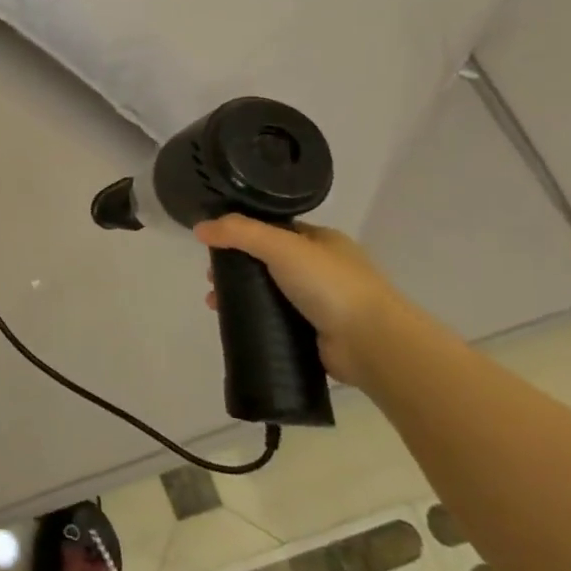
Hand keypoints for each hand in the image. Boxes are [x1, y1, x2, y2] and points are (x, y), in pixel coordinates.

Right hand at [195, 216, 426, 388]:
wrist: (371, 343)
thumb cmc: (330, 284)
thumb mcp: (281, 245)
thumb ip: (239, 232)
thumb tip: (199, 228)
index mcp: (322, 241)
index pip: (275, 229)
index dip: (242, 233)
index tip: (214, 244)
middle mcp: (323, 269)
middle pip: (268, 262)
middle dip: (236, 268)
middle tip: (210, 278)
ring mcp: (321, 303)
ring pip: (269, 293)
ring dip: (241, 295)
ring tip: (214, 303)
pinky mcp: (315, 334)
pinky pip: (276, 321)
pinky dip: (254, 320)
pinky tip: (233, 323)